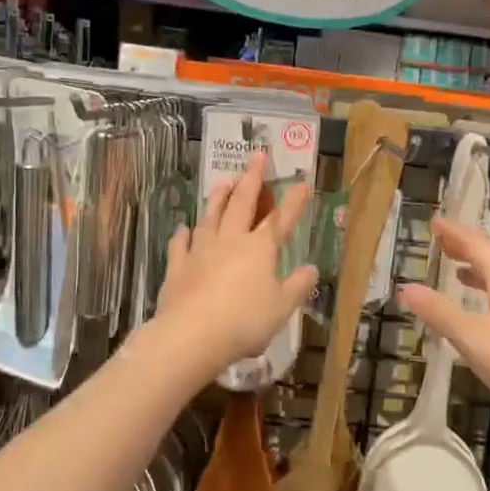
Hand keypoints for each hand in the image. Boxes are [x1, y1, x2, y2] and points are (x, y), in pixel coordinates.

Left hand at [153, 151, 318, 372]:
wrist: (192, 334)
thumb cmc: (245, 320)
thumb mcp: (282, 307)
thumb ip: (298, 286)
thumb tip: (312, 268)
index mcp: (260, 249)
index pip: (281, 219)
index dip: (293, 201)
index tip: (302, 181)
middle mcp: (230, 241)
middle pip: (242, 204)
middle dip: (252, 179)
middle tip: (257, 156)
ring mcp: (200, 251)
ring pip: (210, 217)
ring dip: (218, 198)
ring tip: (223, 181)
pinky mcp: (177, 267)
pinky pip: (180, 245)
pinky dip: (182, 235)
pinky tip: (183, 228)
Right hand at [398, 218, 489, 450]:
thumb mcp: (470, 337)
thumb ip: (439, 312)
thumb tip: (407, 287)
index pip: (478, 246)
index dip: (456, 233)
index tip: (435, 222)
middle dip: (468, 247)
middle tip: (443, 242)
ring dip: (480, 270)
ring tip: (459, 271)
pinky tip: (484, 312)